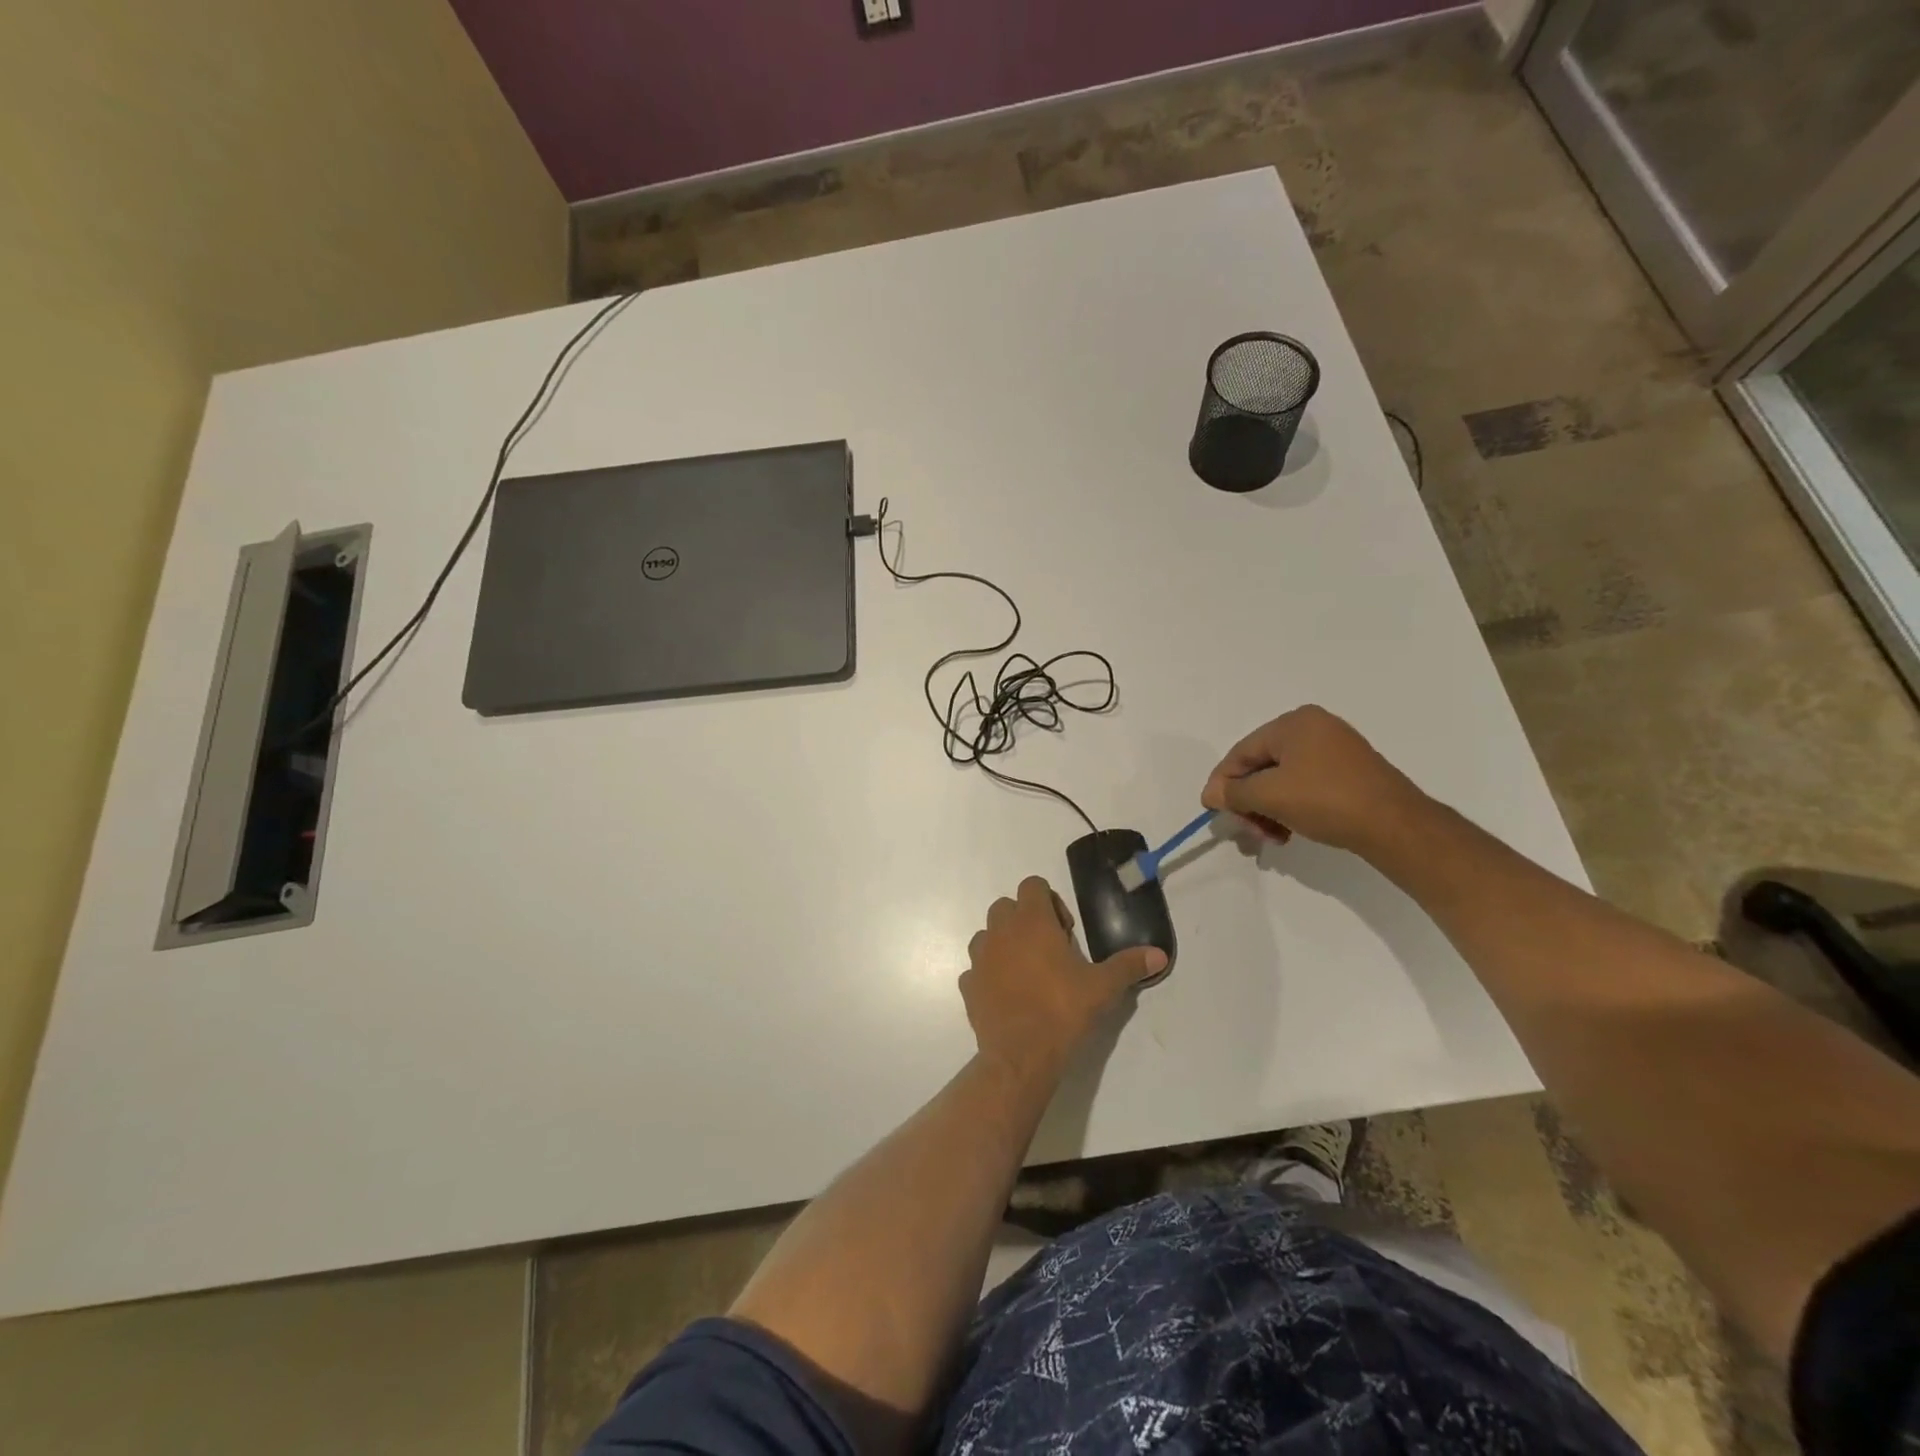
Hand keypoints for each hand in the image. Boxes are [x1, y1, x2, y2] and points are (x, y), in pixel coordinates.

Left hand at [963, 877, 1165, 1078]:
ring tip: (1028, 972)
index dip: (1050, 901)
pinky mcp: (968, 984)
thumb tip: (1159, 955)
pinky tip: (1009, 996)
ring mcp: (980, 957)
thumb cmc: (1062, 1010)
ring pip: (988, 935)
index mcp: (1032, 921)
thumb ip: (1129, 966)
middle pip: (1007, 906)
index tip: (1065, 931)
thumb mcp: (1103, 987)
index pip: (1033, 885)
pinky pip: (977, 968)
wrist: (1020, 1055)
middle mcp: (1000, 931)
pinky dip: (990, 974)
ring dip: (1005, 944)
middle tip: (1049, 950)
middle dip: (1026, 920)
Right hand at [1200, 705, 1428, 856]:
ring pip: (1283, 779)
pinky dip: (1291, 807)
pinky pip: (1305, 785)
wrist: (1395, 826)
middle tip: (1249, 831)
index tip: (1214, 812)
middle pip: (1262, 766)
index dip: (1223, 783)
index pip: (1242, 752)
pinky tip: (1290, 830)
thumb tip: (1211, 794)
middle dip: (1250, 801)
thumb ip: (1234, 792)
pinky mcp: (1350, 772)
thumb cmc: (1326, 800)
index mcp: (1294, 723)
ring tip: (1272, 837)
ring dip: (1269, 809)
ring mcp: (1336, 749)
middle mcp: (1315, 728)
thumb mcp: (1270, 795)